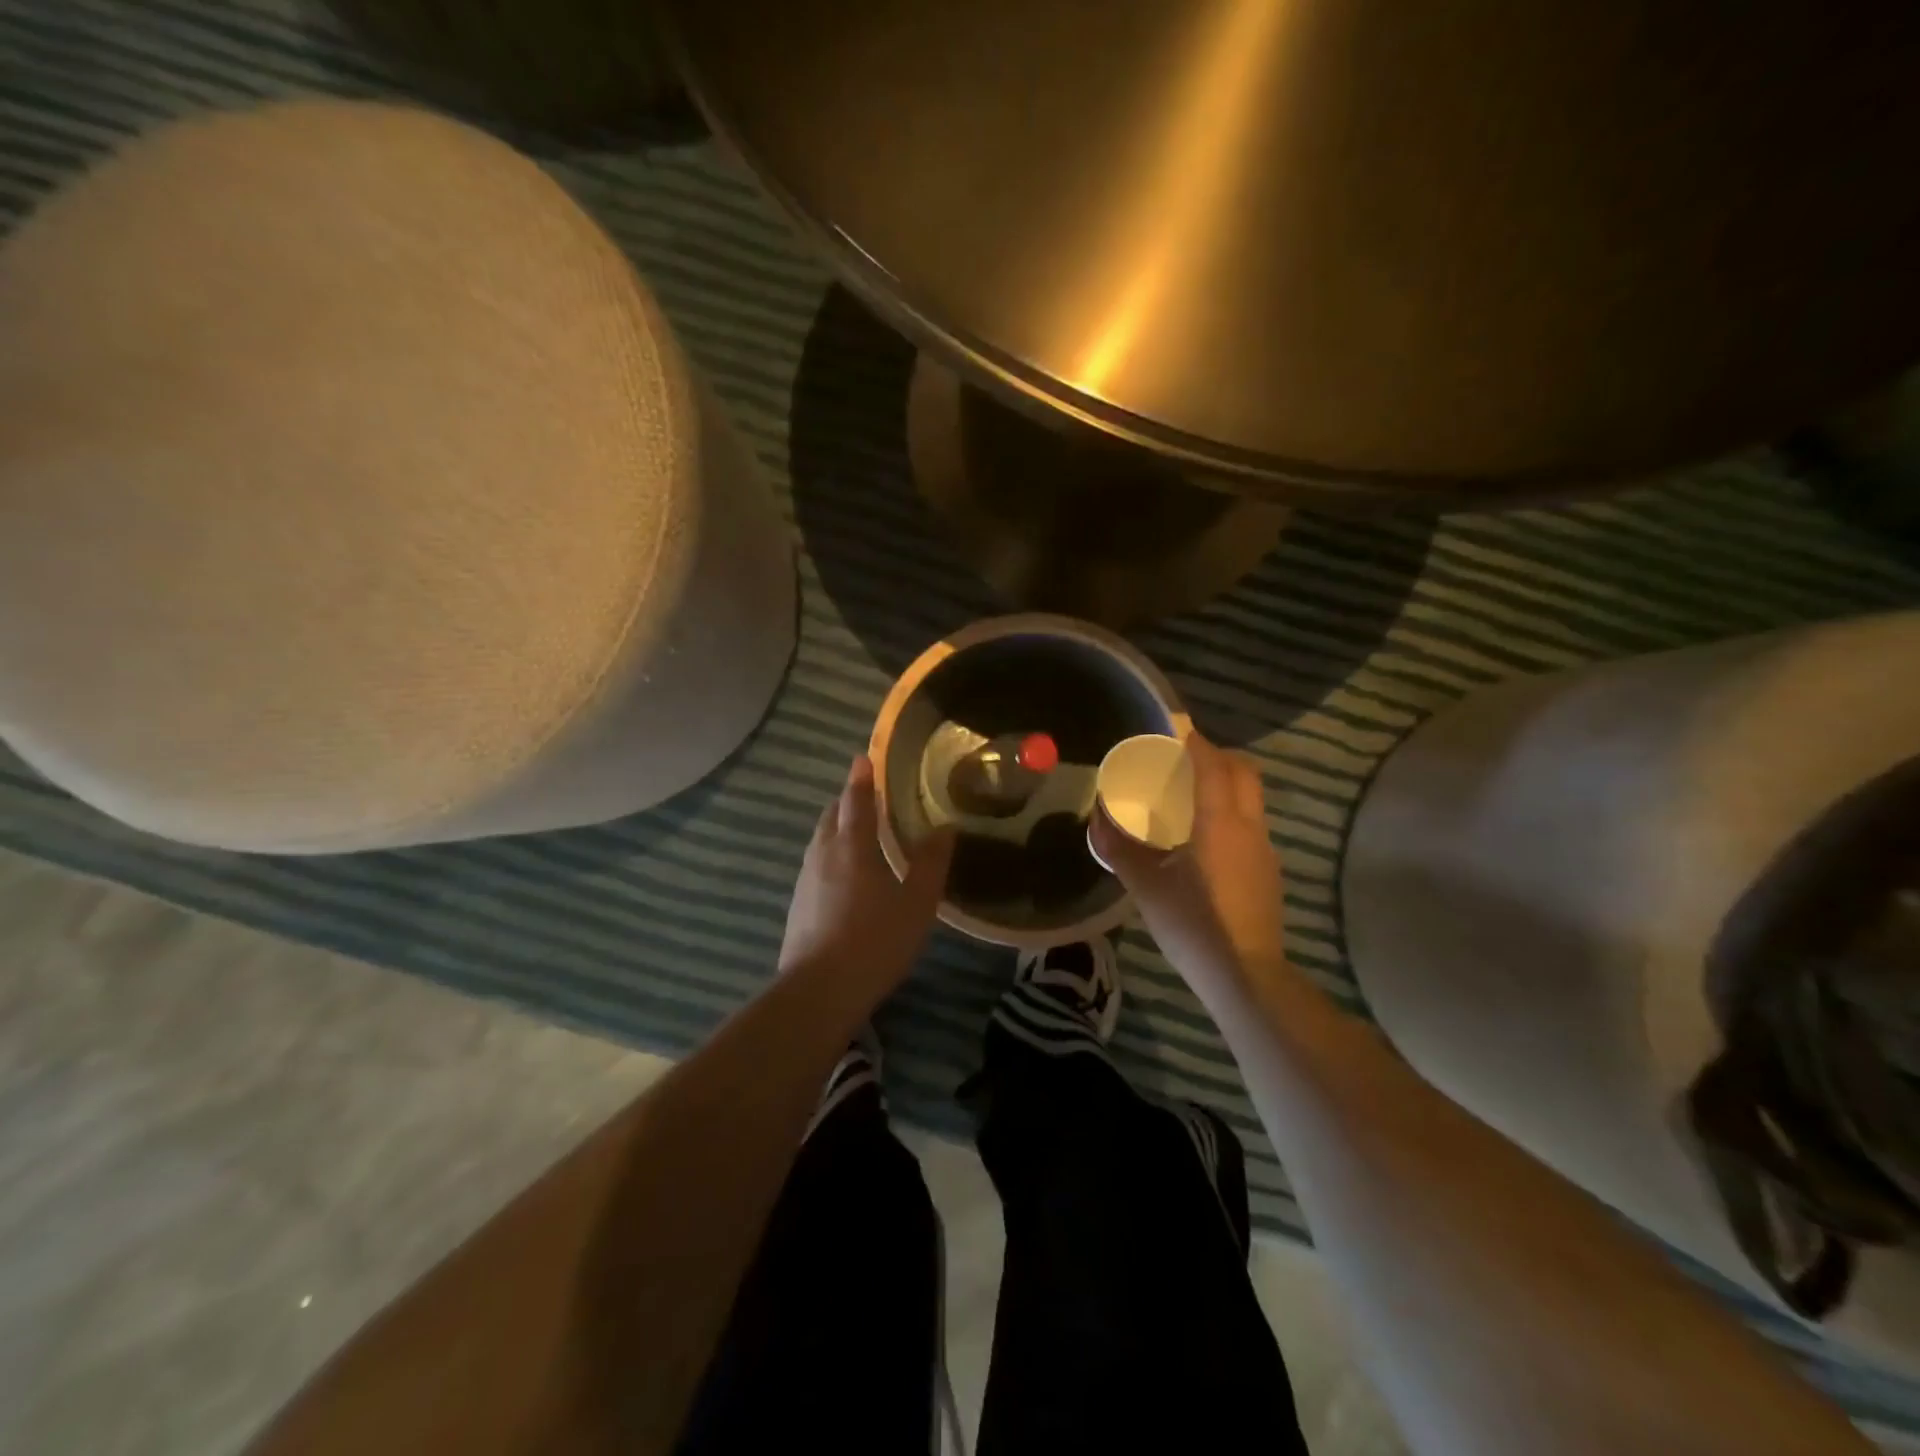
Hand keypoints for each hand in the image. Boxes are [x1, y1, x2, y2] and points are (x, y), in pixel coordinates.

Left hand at [778, 755, 956, 1004]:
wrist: (818, 992)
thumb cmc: (874, 941)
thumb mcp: (917, 904)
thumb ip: (931, 864)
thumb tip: (945, 829)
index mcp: (851, 846)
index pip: (855, 800)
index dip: (861, 777)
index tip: (864, 758)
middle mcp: (823, 854)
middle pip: (832, 815)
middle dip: (848, 800)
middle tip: (869, 796)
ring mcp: (805, 879)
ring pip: (821, 840)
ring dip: (838, 827)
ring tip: (859, 832)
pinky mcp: (798, 904)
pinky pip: (816, 863)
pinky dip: (831, 854)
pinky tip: (845, 875)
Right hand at [1089, 734, 1287, 992]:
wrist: (1245, 974)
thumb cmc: (1193, 925)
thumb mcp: (1146, 886)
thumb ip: (1119, 849)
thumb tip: (1097, 820)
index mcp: (1220, 823)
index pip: (1213, 765)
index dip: (1195, 742)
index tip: (1175, 728)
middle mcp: (1249, 827)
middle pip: (1243, 773)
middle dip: (1217, 756)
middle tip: (1183, 759)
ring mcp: (1264, 849)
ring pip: (1251, 798)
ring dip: (1226, 783)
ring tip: (1191, 793)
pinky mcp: (1268, 870)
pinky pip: (1250, 822)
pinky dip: (1231, 810)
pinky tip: (1205, 836)